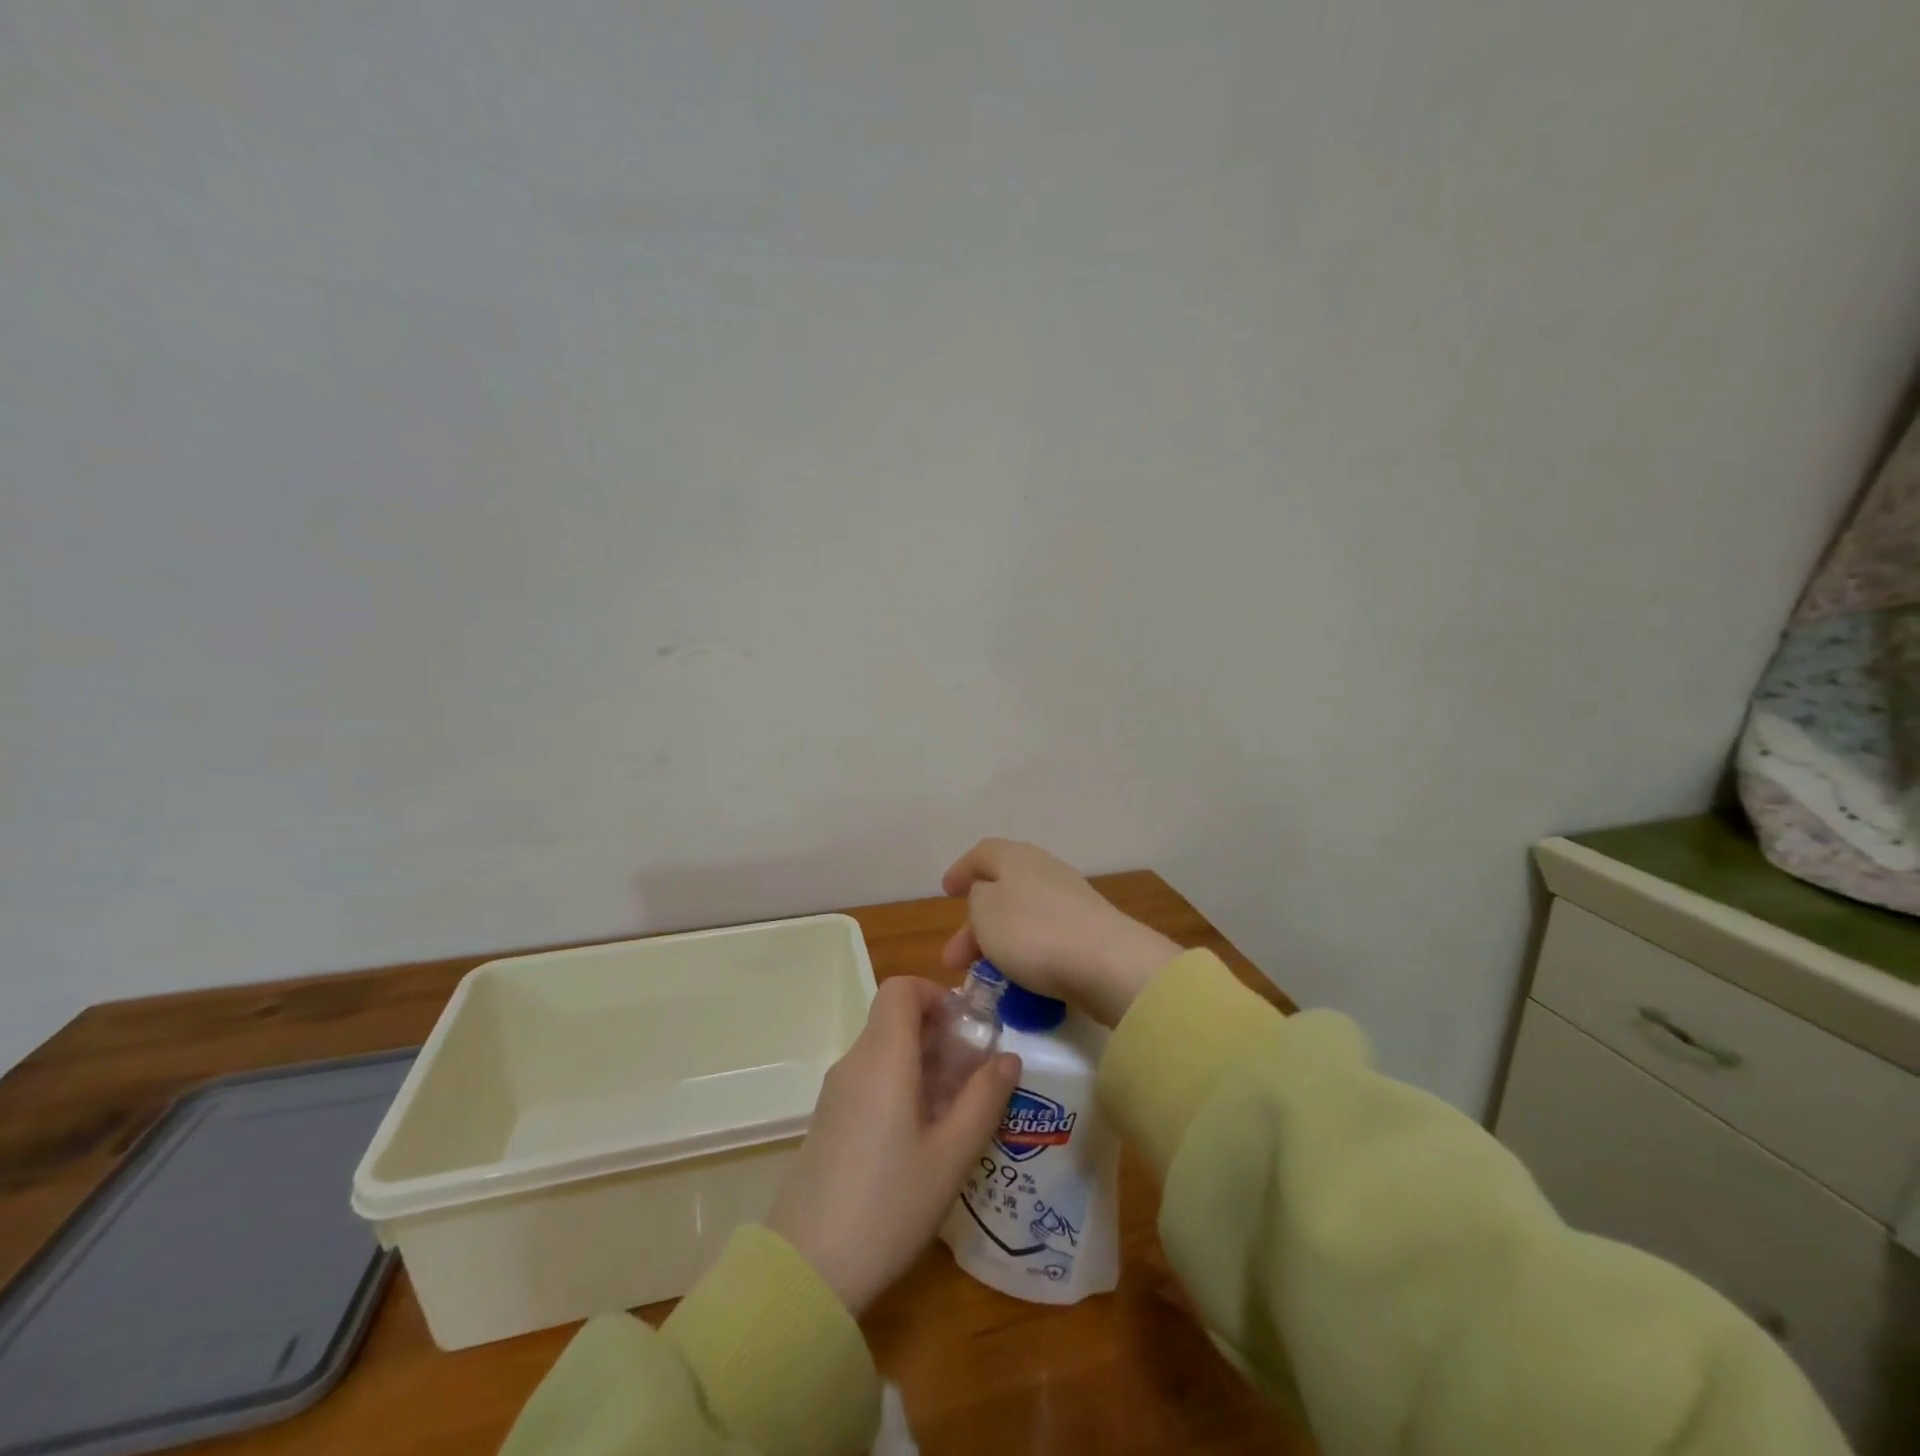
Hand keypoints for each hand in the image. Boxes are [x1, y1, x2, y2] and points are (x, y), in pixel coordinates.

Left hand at [766, 976, 1020, 1314]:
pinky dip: (902, 1088)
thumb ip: (984, 1099)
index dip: (937, 995)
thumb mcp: (951, 1155)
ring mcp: (837, 1093)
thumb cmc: (888, 1205)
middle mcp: (855, 1063)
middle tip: (975, 1078)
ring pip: (885, 1052)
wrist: (807, 1270)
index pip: (902, 988)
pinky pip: (871, 1081)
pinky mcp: (830, 1121)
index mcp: (883, 1057)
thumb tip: (1008, 1056)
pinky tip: (922, 1138)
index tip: (968, 1031)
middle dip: (941, 1036)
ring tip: (956, 1113)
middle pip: (896, 1020)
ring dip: (924, 1065)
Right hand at [940, 839, 1180, 1026]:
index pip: (983, 854)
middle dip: (973, 925)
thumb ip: (977, 899)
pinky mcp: (1088, 931)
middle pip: (1001, 890)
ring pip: (1022, 917)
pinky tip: (1018, 982)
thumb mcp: (985, 911)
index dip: (961, 870)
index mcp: (1017, 857)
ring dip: (997, 943)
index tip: (946, 892)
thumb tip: (988, 898)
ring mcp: (1071, 901)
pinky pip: (1044, 938)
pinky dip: (1025, 955)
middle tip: (953, 960)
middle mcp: (1045, 870)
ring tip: (982, 978)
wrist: (1108, 964)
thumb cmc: (1034, 931)